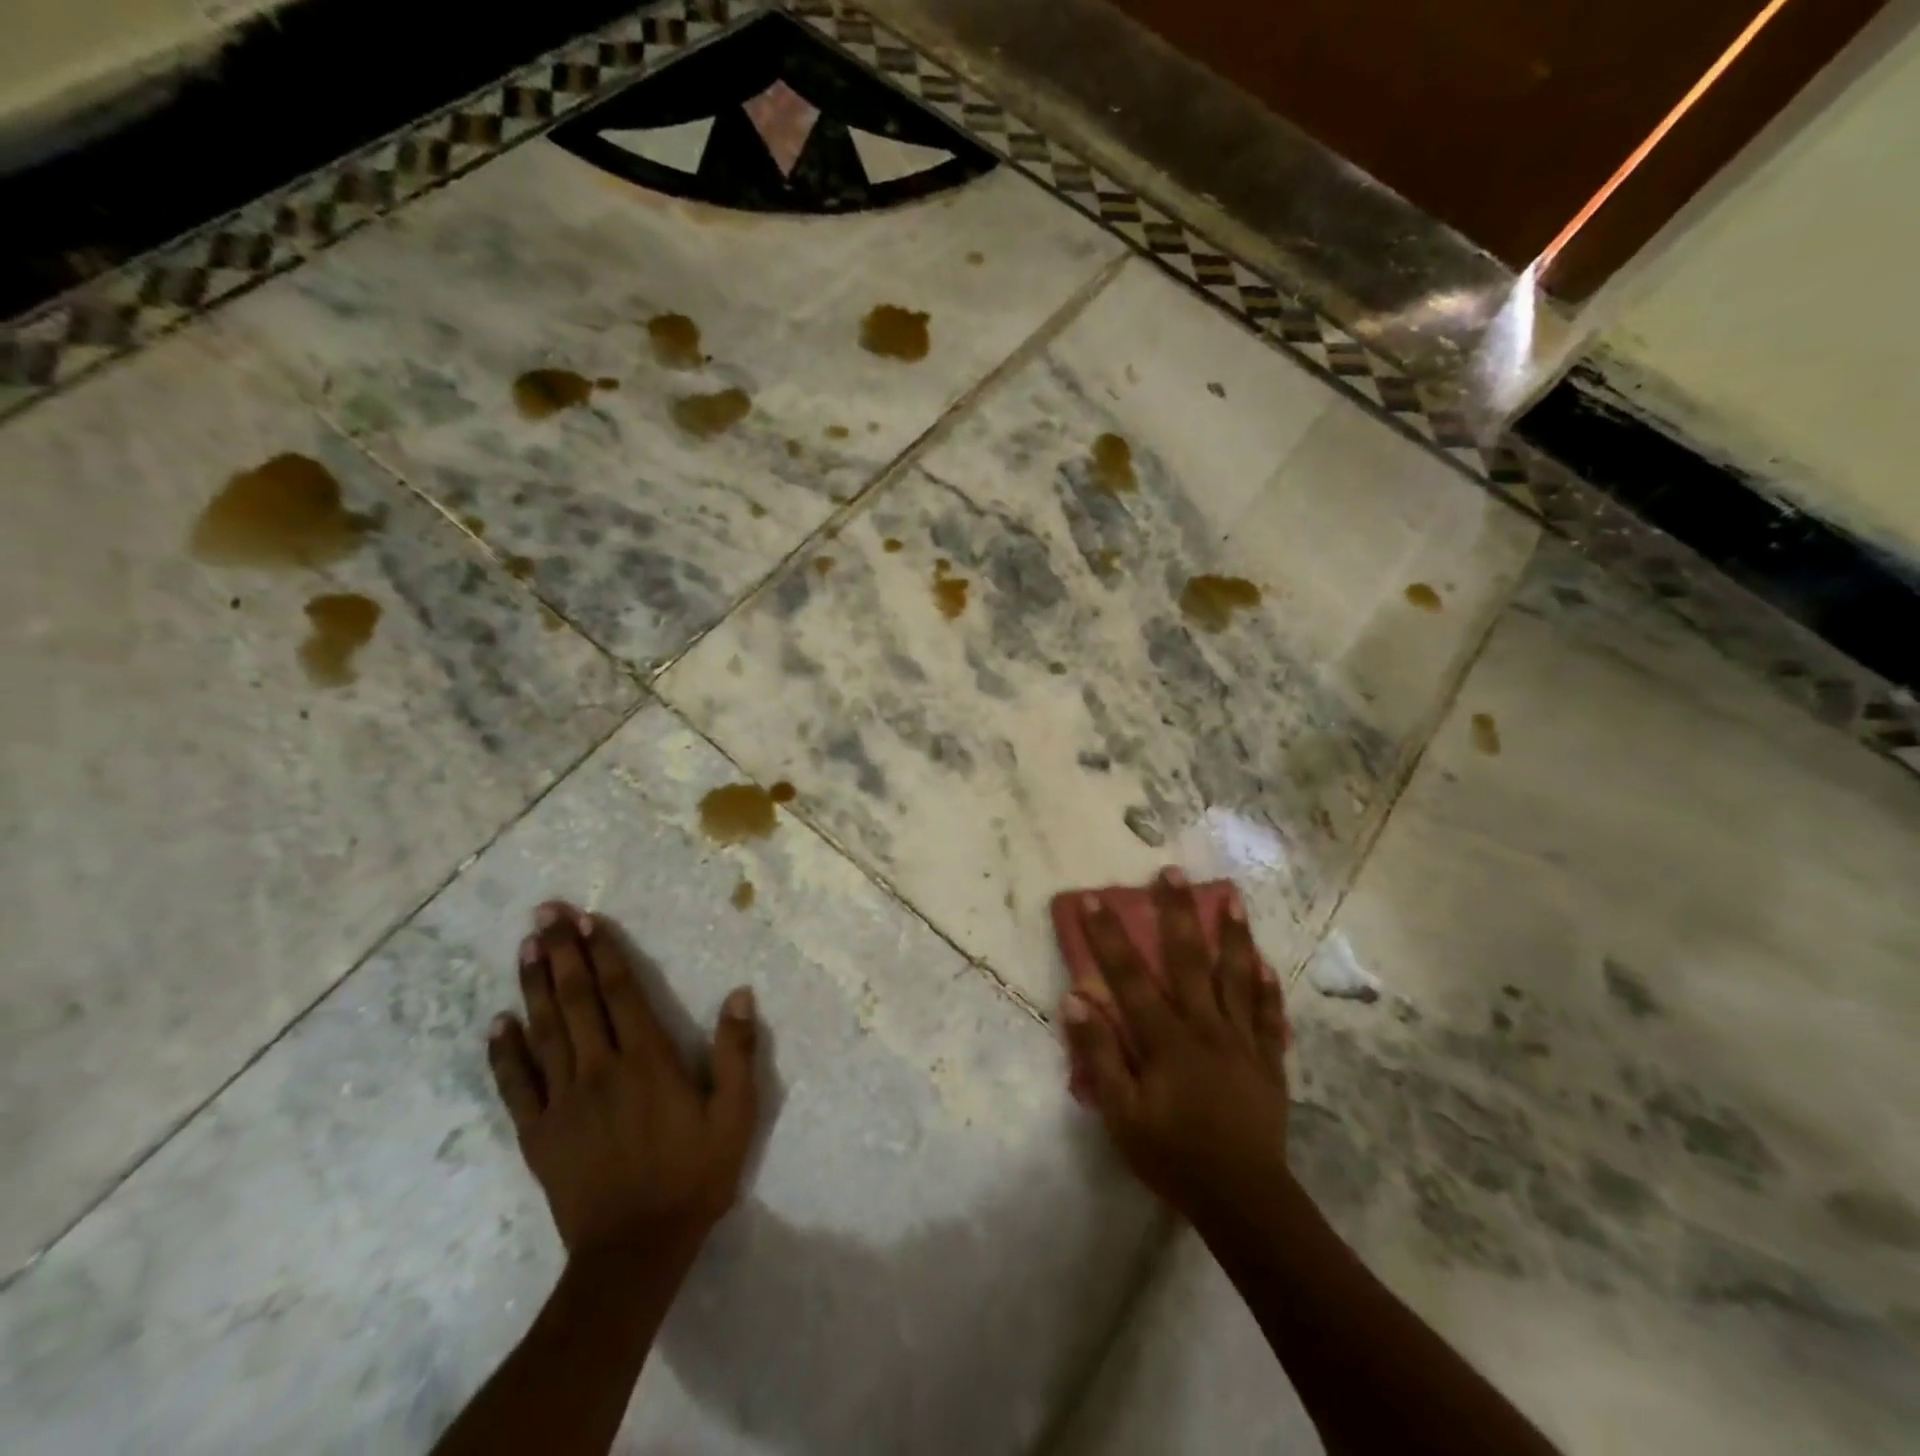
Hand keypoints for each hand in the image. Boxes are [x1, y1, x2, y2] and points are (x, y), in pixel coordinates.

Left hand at [487, 901, 759, 1265]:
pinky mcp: (538, 1134)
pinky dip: (505, 1051)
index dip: (604, 952)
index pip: (621, 992)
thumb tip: (739, 994)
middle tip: (544, 913)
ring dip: (534, 985)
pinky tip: (498, 1022)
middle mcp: (600, 1069)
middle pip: (576, 999)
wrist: (634, 1252)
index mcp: (647, 1060)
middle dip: (561, 952)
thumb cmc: (693, 1177)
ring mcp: (562, 1101)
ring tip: (525, 947)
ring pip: (544, 1030)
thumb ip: (736, 1052)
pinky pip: (516, 1084)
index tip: (587, 919)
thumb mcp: (735, 1115)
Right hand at [1061, 869, 1292, 1225]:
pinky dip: (1268, 987)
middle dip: (1178, 912)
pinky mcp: (1268, 1061)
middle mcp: (1205, 1027)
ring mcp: (1242, 1041)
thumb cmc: (1174, 1157)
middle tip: (1173, 872)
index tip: (1096, 898)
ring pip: (1237, 976)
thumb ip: (1100, 1055)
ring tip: (1232, 897)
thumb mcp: (1122, 1115)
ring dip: (1233, 934)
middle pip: (1189, 960)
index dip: (1110, 936)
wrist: (1244, 1201)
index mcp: (1165, 1039)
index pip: (1130, 977)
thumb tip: (1075, 1000)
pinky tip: (1267, 963)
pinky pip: (1270, 1016)